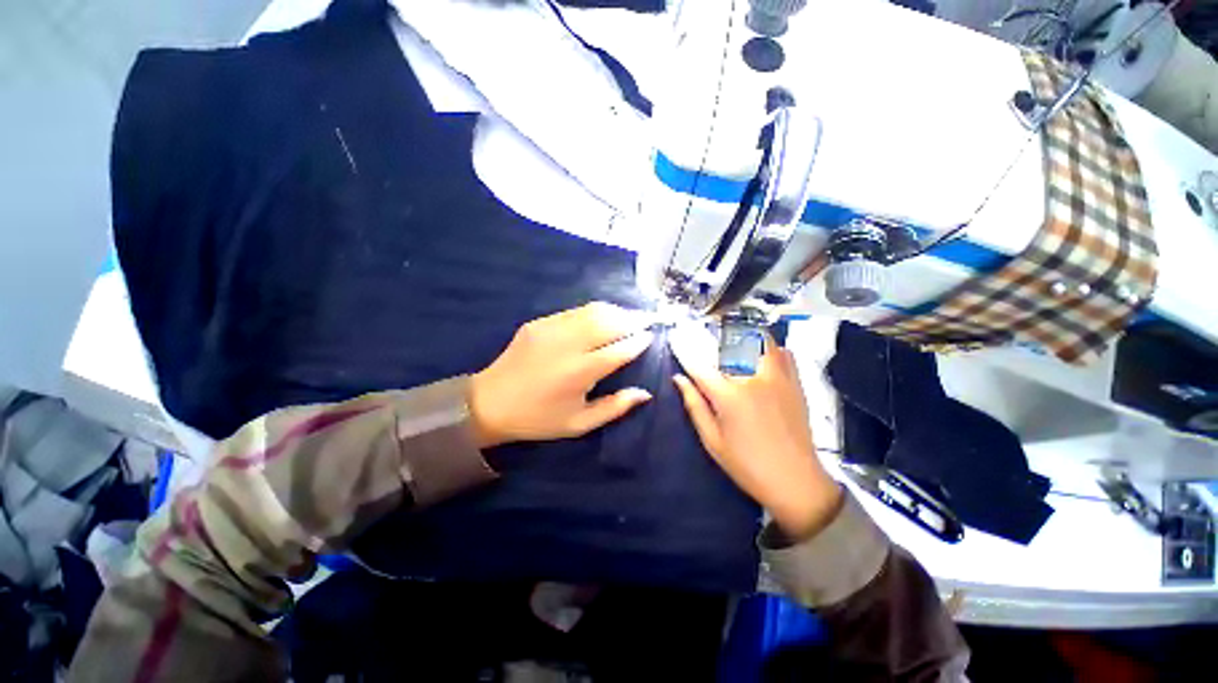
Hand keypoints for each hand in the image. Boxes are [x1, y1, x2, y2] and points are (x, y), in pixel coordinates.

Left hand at [470, 302, 655, 447]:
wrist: (489, 403)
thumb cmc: (538, 418)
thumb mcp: (579, 423)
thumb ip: (615, 407)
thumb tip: (645, 393)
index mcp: (580, 372)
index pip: (620, 349)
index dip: (639, 341)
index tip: (652, 336)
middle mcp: (568, 344)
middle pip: (610, 322)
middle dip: (634, 319)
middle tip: (649, 319)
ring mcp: (551, 329)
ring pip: (593, 311)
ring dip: (616, 311)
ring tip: (630, 316)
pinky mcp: (539, 322)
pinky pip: (575, 311)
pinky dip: (594, 312)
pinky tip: (602, 318)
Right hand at [673, 341, 841, 539]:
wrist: (796, 481)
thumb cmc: (747, 465)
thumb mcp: (712, 440)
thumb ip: (695, 405)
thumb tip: (679, 378)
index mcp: (728, 396)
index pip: (700, 365)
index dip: (684, 351)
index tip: (675, 340)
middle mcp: (753, 379)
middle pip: (730, 344)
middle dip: (714, 337)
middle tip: (705, 338)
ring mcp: (778, 378)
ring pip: (760, 342)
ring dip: (744, 337)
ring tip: (733, 341)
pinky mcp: (795, 383)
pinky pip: (784, 353)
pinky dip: (771, 348)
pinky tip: (762, 355)